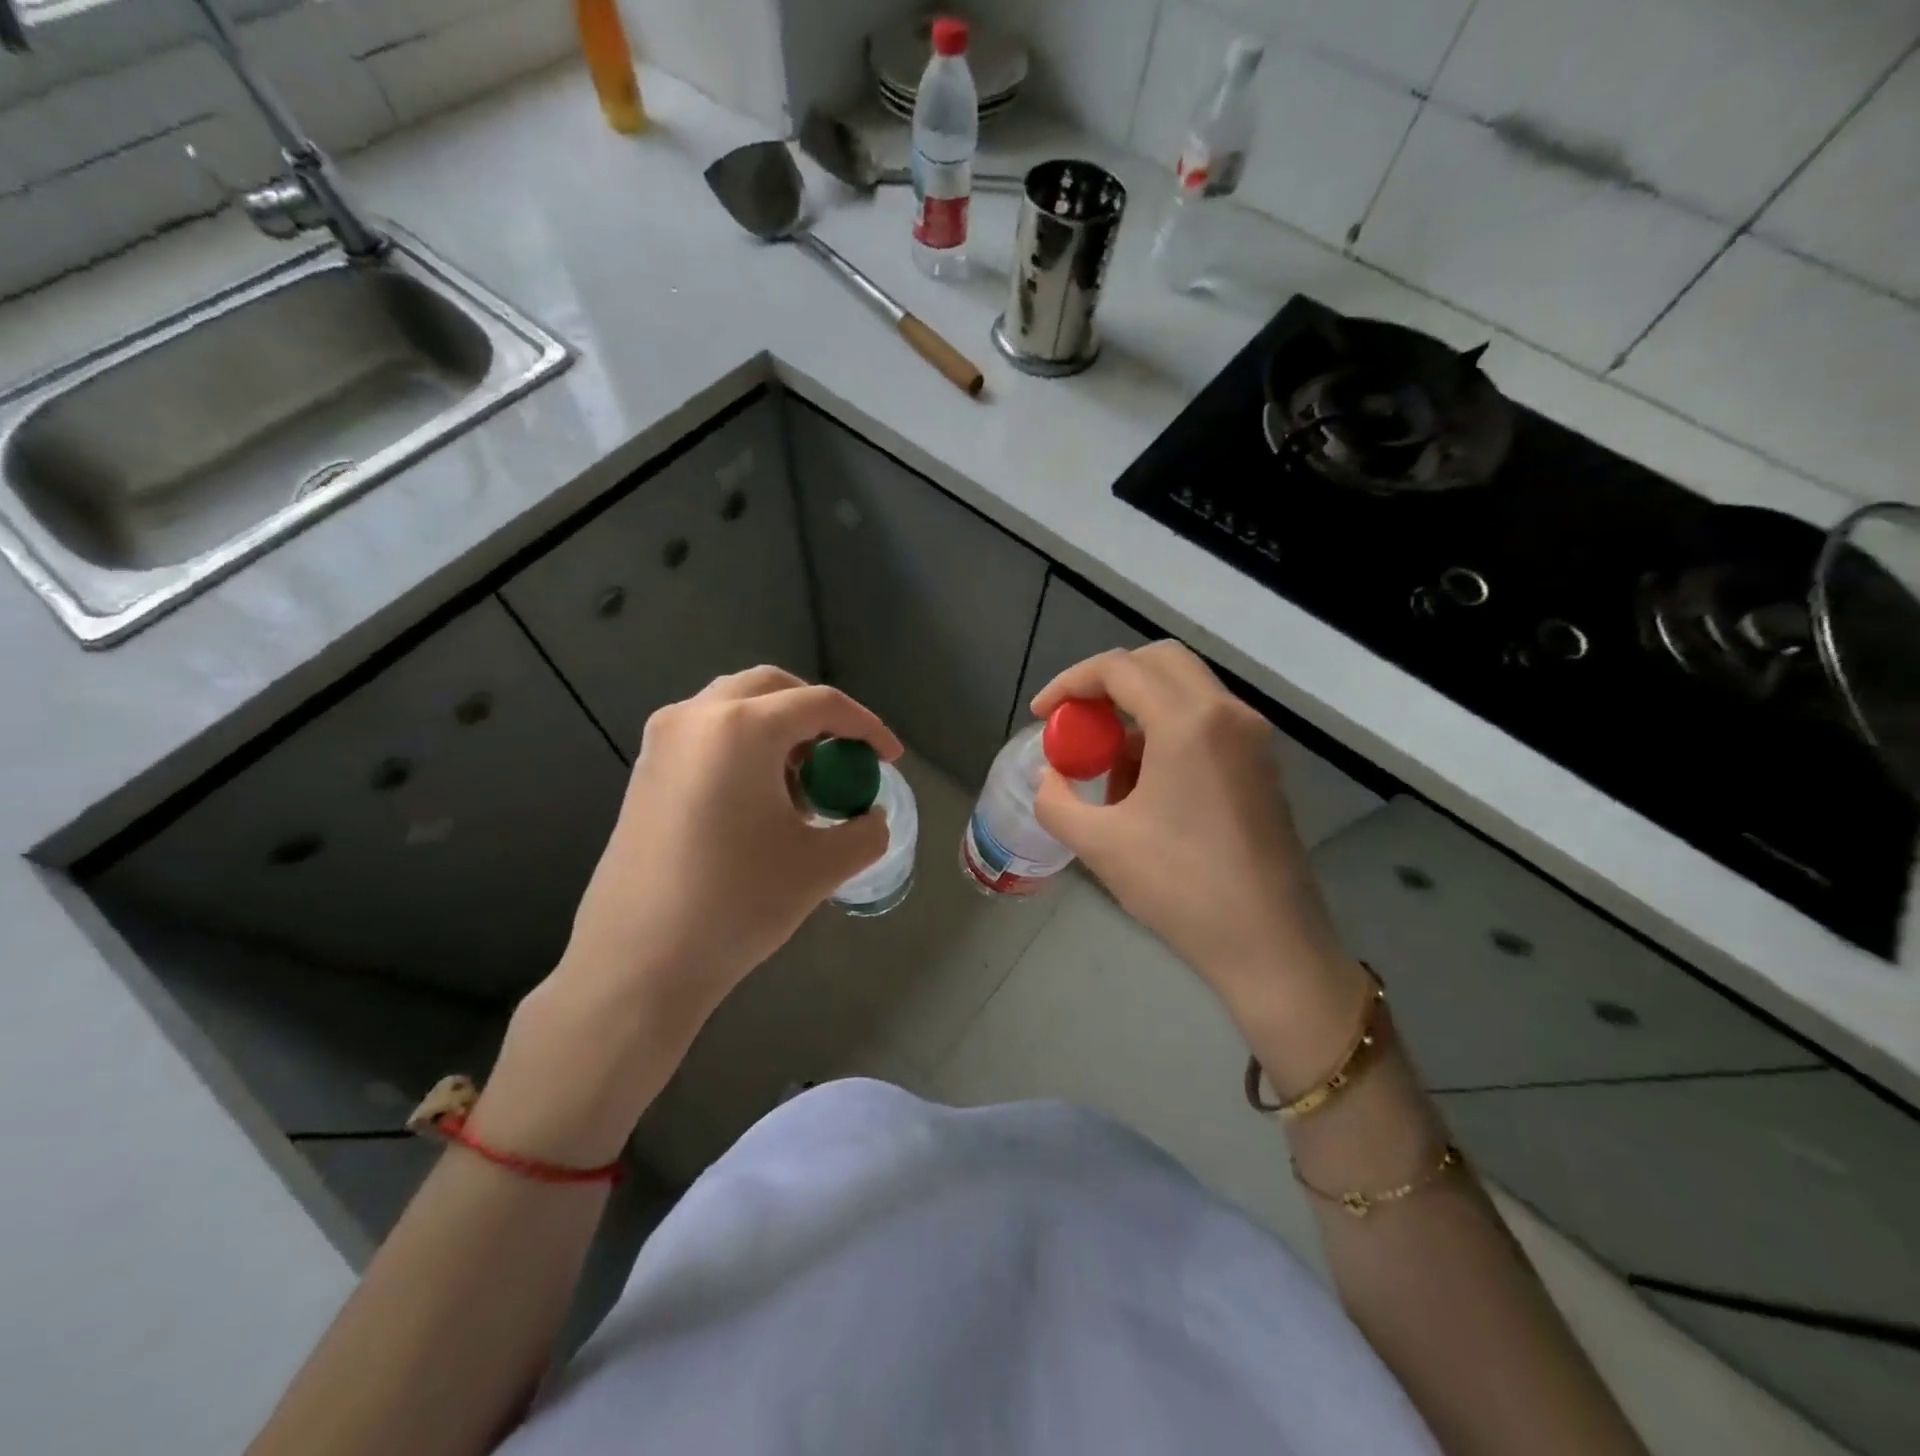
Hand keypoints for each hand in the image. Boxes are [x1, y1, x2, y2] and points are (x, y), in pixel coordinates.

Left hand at [553, 665, 901, 1033]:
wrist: (637, 963)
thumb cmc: (737, 904)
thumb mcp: (821, 866)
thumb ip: (865, 831)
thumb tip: (869, 817)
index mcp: (742, 728)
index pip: (820, 704)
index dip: (866, 727)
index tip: (890, 758)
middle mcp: (695, 717)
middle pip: (771, 689)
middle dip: (818, 715)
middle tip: (844, 755)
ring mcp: (662, 742)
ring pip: (735, 707)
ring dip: (779, 730)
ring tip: (803, 785)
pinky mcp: (644, 771)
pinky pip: (707, 735)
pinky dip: (745, 747)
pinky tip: (759, 801)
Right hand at [1031, 643, 1361, 1032]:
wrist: (1270, 944)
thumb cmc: (1181, 889)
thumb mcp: (1099, 844)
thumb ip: (1056, 800)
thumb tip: (1050, 776)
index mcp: (1189, 723)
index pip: (1119, 668)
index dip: (1070, 683)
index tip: (1042, 716)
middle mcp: (1227, 714)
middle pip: (1158, 663)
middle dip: (1108, 684)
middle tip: (1077, 722)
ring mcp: (1251, 738)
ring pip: (1184, 692)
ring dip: (1137, 714)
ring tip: (1109, 775)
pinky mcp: (1261, 765)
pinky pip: (1205, 724)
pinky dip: (1166, 736)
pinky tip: (1146, 792)